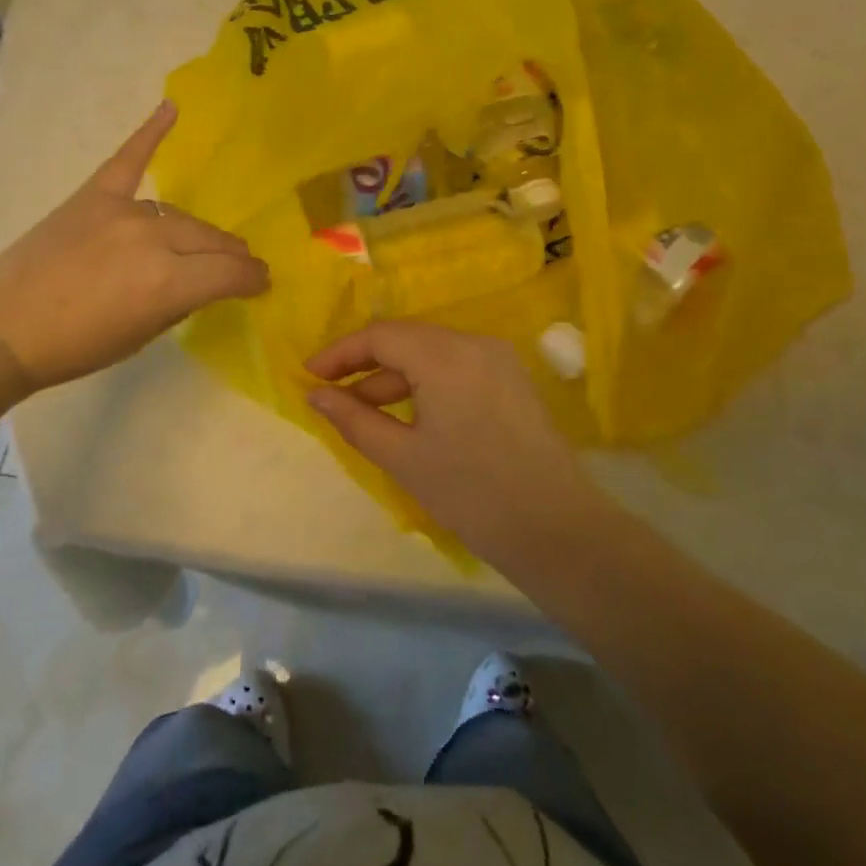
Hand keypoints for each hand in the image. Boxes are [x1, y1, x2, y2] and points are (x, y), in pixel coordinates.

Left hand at [0, 102, 268, 389]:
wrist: (2, 329)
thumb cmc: (76, 347)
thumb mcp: (143, 335)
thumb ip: (181, 301)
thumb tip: (205, 282)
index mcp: (169, 282)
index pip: (230, 272)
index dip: (252, 280)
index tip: (260, 284)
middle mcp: (153, 238)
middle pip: (210, 239)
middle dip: (232, 256)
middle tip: (239, 267)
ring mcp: (122, 211)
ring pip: (179, 215)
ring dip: (198, 232)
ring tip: (208, 243)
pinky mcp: (93, 196)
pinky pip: (128, 159)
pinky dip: (149, 132)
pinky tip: (171, 108)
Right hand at [304, 321, 602, 563]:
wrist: (556, 529)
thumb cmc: (471, 494)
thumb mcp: (402, 458)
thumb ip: (354, 419)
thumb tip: (315, 395)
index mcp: (445, 355)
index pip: (380, 335)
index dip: (340, 353)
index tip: (308, 376)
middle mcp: (473, 342)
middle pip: (406, 337)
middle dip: (364, 362)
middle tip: (330, 392)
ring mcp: (498, 358)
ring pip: (431, 352)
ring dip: (394, 375)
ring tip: (363, 410)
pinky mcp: (511, 378)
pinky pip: (456, 365)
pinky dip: (425, 382)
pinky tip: (407, 413)